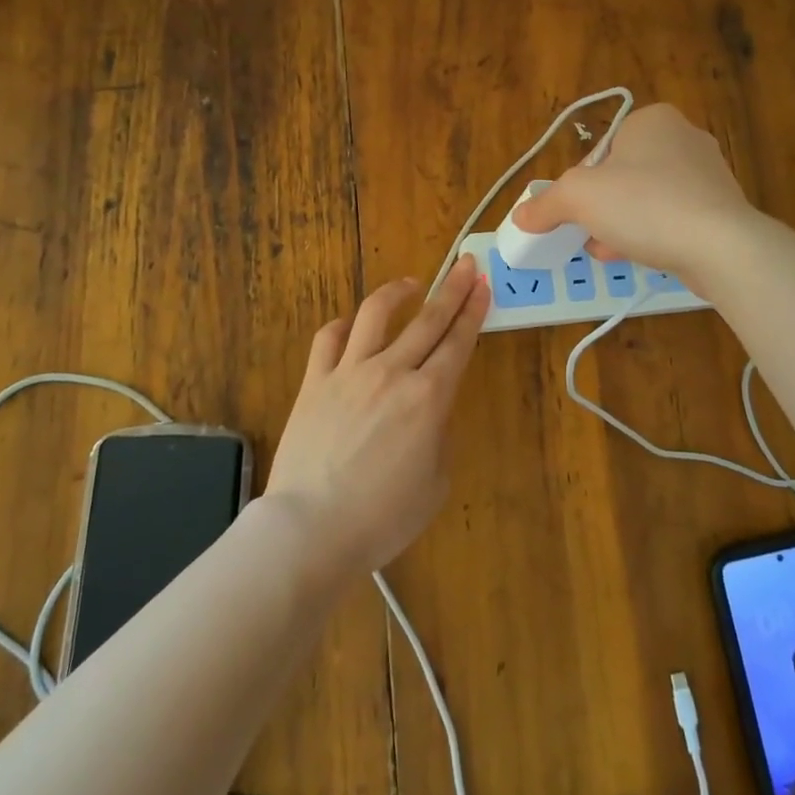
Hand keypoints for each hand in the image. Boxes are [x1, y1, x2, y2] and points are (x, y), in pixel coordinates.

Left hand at [263, 256, 489, 579]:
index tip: (482, 285)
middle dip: (451, 288)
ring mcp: (349, 372)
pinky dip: (343, 326)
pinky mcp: (314, 381)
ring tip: (410, 285)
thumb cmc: (382, 517)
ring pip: (375, 314)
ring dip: (397, 292)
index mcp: (428, 398)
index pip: (458, 342)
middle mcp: (392, 372)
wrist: (311, 528)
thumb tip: (427, 411)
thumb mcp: (434, 482)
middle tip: (465, 265)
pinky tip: (352, 325)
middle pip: (428, 319)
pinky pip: (328, 338)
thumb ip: (437, 435)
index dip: (473, 311)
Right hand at [510, 104, 757, 284]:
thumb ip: (546, 204)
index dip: (580, 182)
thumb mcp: (579, 198)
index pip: (600, 149)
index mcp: (652, 120)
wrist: (721, 247)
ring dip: (622, 224)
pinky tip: (638, 256)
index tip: (576, 210)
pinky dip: (652, 234)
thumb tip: (521, 215)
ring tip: (607, 250)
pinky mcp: (721, 208)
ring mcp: (708, 174)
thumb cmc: (644, 205)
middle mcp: (684, 137)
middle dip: (601, 207)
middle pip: (622, 175)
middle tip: (588, 232)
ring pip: (647, 198)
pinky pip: (673, 218)